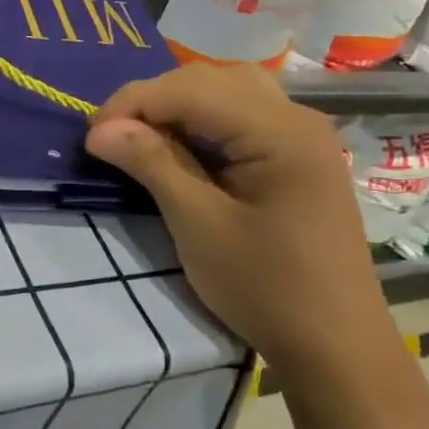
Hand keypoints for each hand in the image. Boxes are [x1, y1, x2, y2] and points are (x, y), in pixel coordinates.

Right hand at [84, 65, 391, 372]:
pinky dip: (206, 122)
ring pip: (229, 91)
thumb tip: (99, 130)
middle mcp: (297, 118)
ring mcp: (304, 136)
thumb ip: (152, 164)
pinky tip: (184, 148)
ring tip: (144, 138)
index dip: (134, 102)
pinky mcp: (301, 156)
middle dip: (155, 99)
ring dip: (180, 106)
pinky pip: (246, 116)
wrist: (337, 348)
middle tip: (113, 136)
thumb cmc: (267, 290)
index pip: (192, 88)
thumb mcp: (199, 226)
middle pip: (212, 80)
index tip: (91, 136)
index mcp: (280, 131)